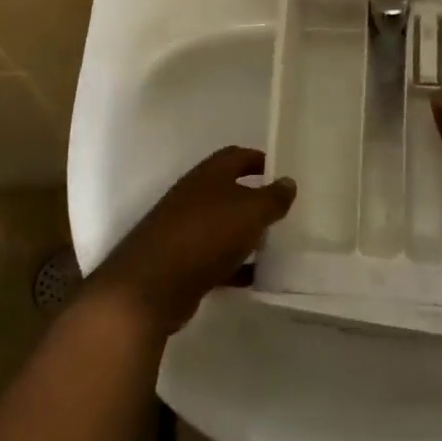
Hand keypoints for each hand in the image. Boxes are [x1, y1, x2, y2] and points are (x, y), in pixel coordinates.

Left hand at [91, 147, 296, 335]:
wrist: (152, 284)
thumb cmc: (206, 235)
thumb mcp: (250, 212)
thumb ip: (272, 198)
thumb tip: (288, 181)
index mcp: (209, 174)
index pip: (237, 156)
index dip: (259, 160)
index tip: (282, 173)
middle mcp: (195, 196)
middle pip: (229, 191)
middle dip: (255, 199)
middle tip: (284, 212)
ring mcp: (185, 229)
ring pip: (223, 225)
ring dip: (245, 234)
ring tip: (275, 244)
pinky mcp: (181, 262)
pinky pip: (215, 258)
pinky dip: (234, 265)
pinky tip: (254, 278)